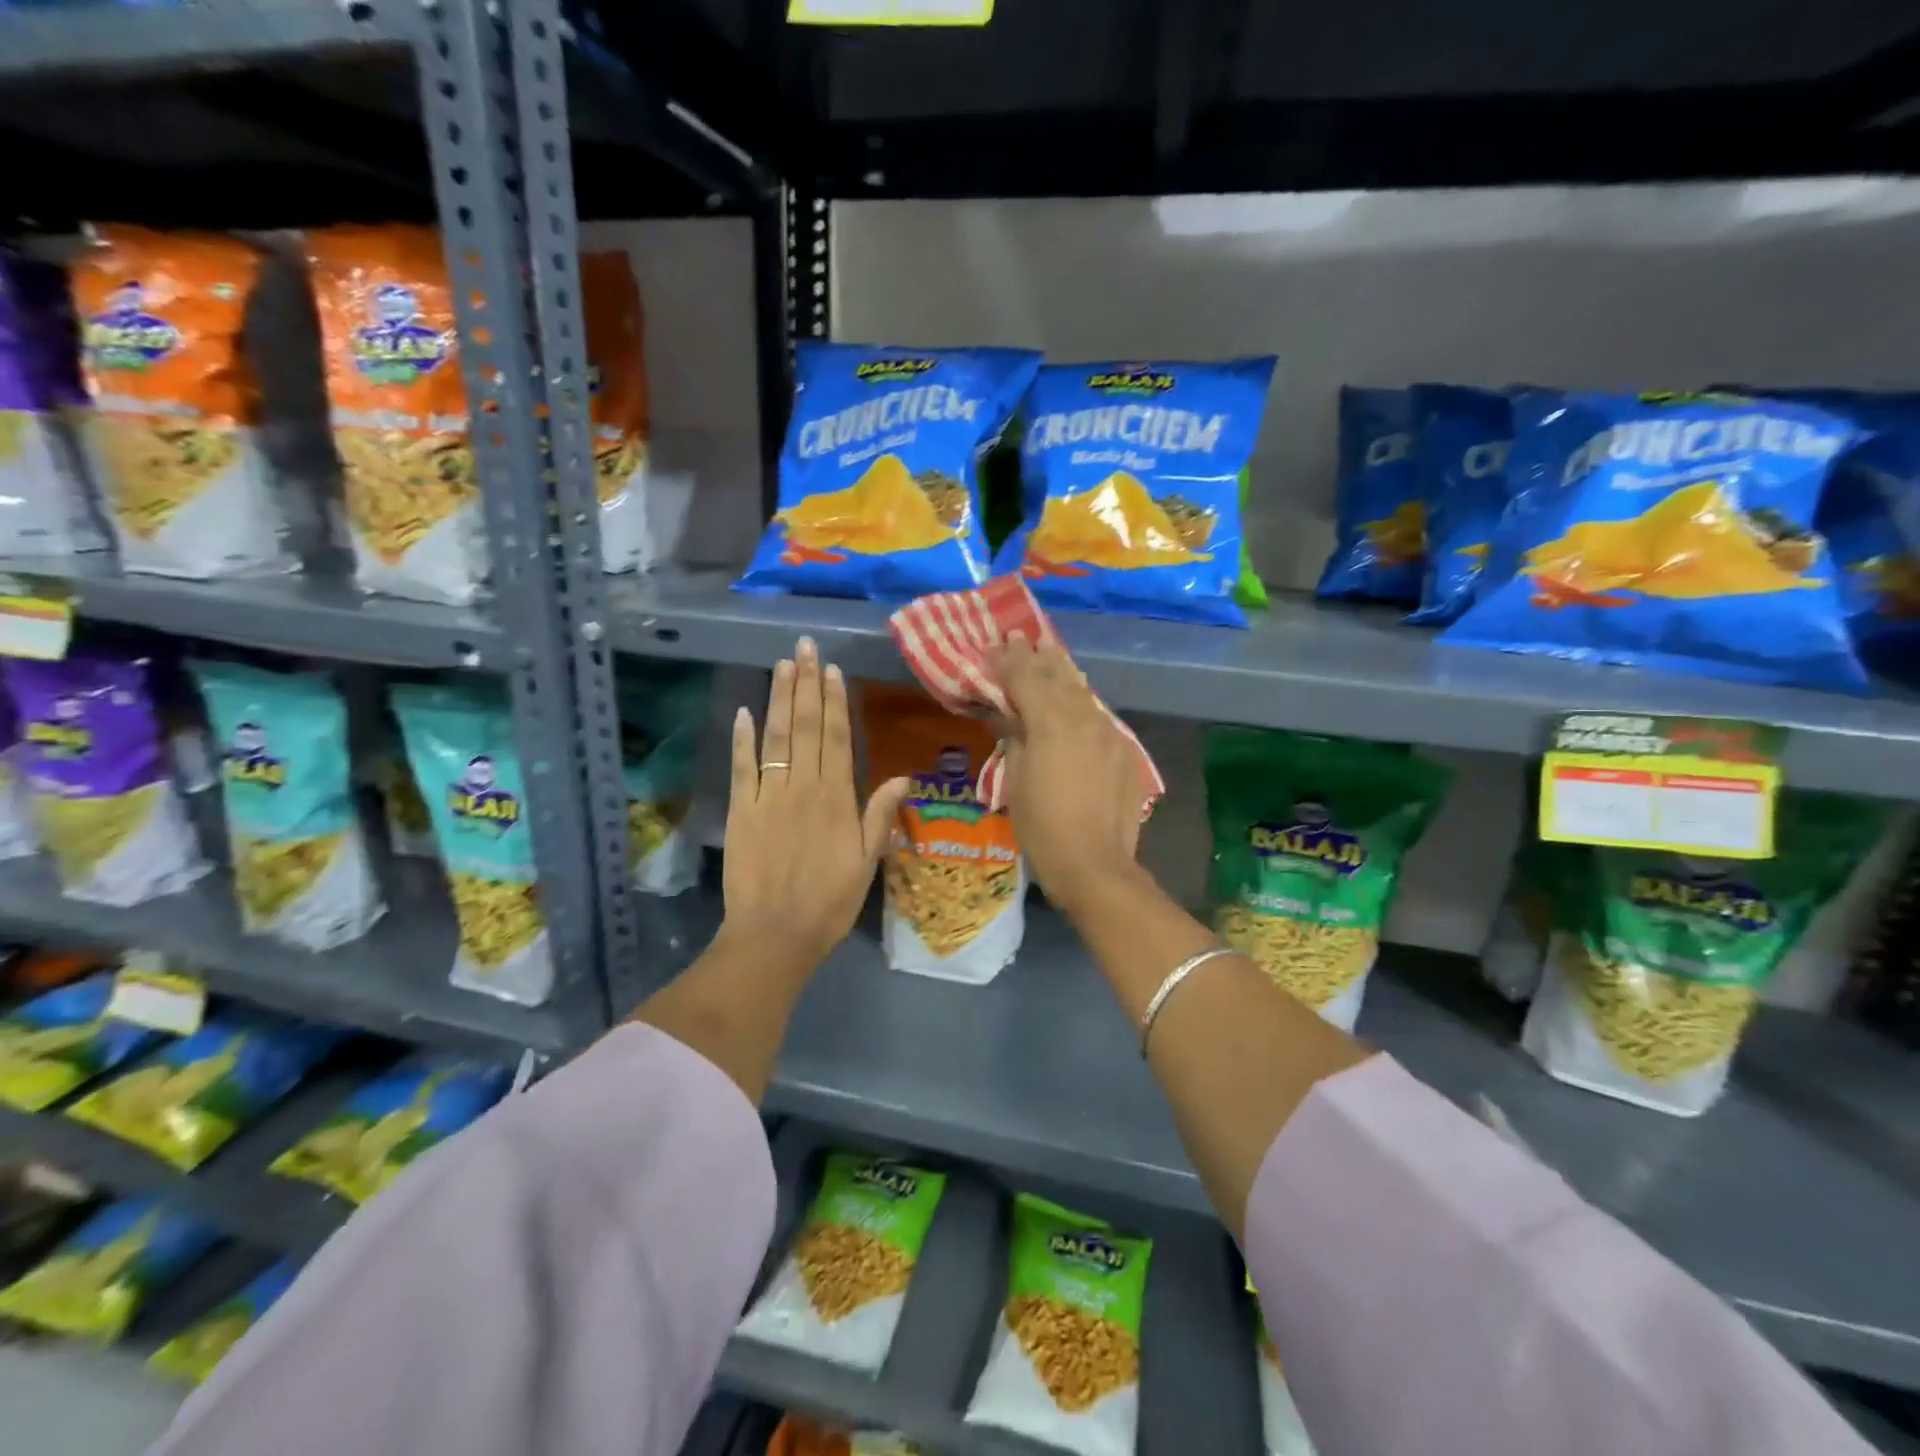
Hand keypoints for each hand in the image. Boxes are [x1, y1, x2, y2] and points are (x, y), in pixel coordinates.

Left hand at [720, 637, 908, 972]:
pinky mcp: (740, 811)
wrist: (773, 936)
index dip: (835, 701)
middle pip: (805, 727)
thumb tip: (902, 776)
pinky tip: (744, 712)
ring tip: (782, 665)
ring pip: (775, 738)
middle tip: (805, 648)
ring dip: (779, 699)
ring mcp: (767, 797)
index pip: (836, 738)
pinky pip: (741, 768)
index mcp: (836, 798)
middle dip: (806, 684)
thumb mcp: (867, 862)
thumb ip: (880, 815)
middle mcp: (802, 787)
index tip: (832, 670)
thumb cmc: (828, 902)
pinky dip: (742, 739)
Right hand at [989, 633, 1146, 920]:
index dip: (1008, 661)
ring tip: (1050, 654)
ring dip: (1063, 672)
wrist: (1094, 863)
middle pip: (1058, 676)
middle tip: (1021, 637)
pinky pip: (1098, 716)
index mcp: (1051, 723)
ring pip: (1082, 692)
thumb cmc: (1041, 826)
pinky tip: (1075, 701)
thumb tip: (1007, 714)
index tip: (995, 645)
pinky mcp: (1124, 751)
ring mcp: (1109, 733)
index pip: (1026, 678)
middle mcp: (1083, 718)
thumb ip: (1013, 737)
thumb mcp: (1015, 780)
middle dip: (1037, 656)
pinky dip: (1081, 703)